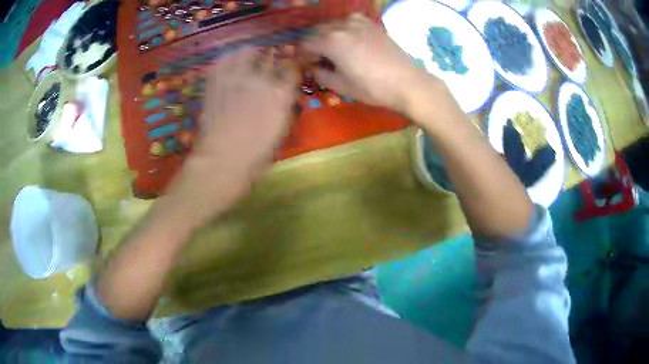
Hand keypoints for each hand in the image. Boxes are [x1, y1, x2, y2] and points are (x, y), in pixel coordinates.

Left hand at [159, 49, 298, 230]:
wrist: (221, 162)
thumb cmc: (256, 157)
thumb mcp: (281, 133)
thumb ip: (284, 107)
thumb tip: (283, 95)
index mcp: (281, 94)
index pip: (292, 68)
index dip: (292, 67)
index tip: (289, 69)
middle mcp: (261, 79)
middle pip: (271, 56)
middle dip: (272, 60)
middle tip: (268, 65)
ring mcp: (236, 77)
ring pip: (248, 51)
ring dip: (251, 55)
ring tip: (249, 61)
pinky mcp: (216, 80)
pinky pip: (224, 60)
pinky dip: (229, 60)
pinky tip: (230, 66)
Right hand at [302, 13, 440, 115]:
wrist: (406, 82)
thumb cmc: (372, 87)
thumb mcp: (340, 86)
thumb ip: (320, 74)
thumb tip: (311, 67)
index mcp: (330, 41)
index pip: (305, 44)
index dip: (301, 55)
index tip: (304, 65)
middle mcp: (341, 26)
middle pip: (316, 32)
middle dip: (313, 44)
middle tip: (317, 60)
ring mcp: (357, 21)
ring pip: (332, 25)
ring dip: (327, 36)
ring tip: (333, 51)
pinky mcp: (370, 23)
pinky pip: (348, 21)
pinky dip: (343, 29)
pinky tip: (349, 40)